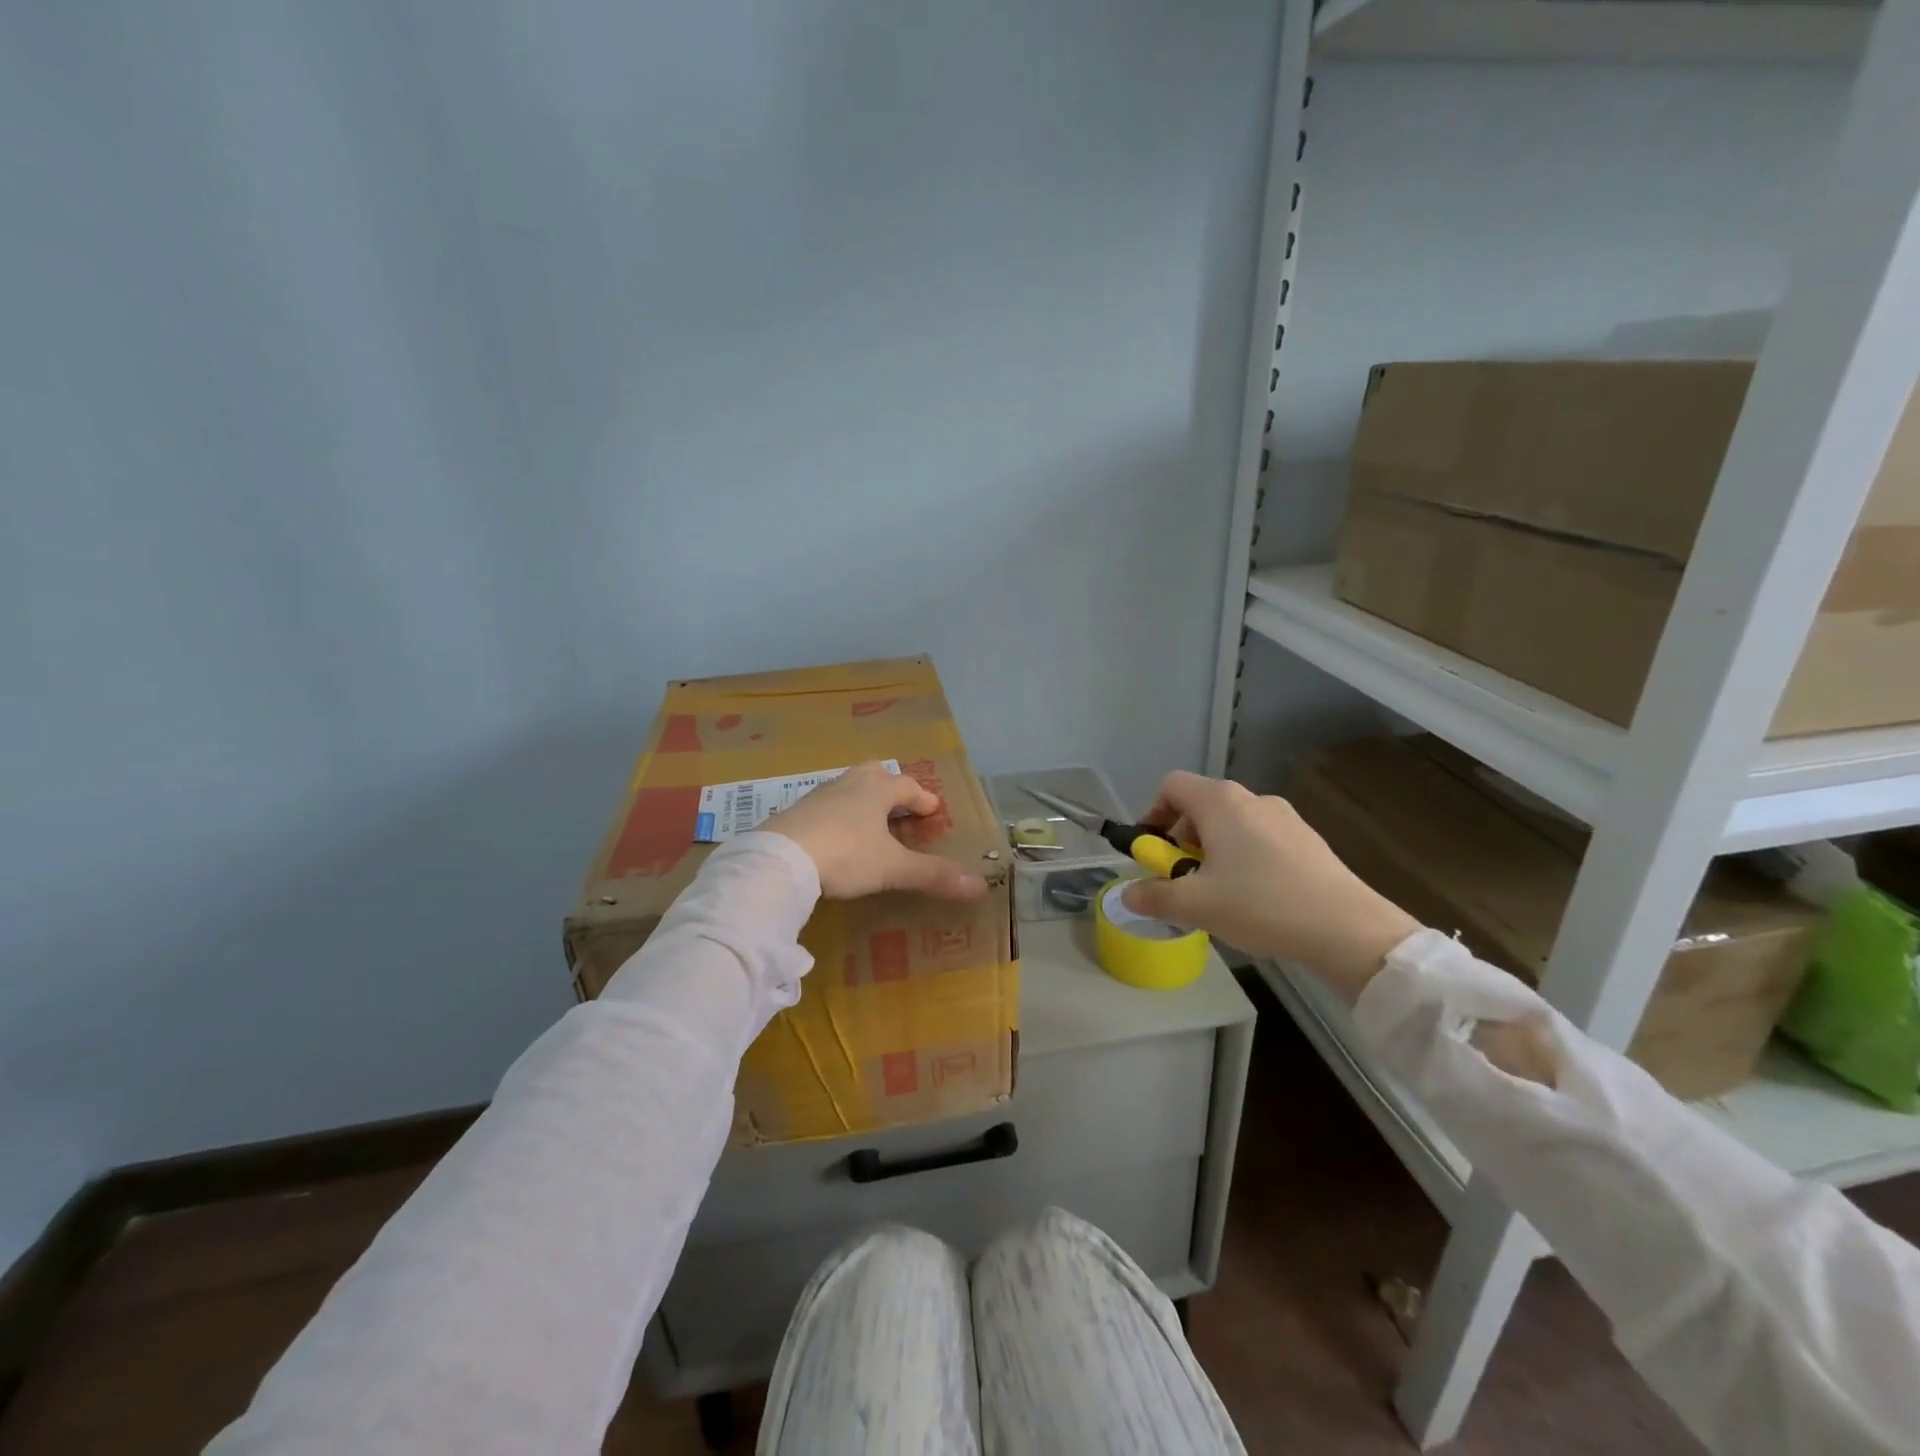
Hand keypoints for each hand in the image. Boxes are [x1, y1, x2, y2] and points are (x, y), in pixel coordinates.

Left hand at [765, 762, 987, 901]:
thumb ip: (933, 875)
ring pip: (846, 788)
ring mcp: (817, 796)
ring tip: (869, 823)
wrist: (779, 859)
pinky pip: (823, 807)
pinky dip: (836, 817)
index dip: (922, 798)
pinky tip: (834, 838)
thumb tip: (980, 886)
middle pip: (873, 774)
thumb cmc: (845, 855)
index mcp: (876, 790)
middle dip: (889, 786)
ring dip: (861, 801)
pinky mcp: (793, 814)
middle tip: (898, 805)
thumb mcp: (893, 868)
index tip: (932, 809)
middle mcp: (848, 784)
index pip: (907, 786)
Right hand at [1120, 770, 1418, 1002]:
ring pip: (1232, 825)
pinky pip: (1260, 840)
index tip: (1153, 851)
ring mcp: (1285, 818)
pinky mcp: (1308, 841)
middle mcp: (1253, 800)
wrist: (1347, 929)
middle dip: (1181, 840)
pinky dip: (1243, 859)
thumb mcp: (1197, 905)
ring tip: (1216, 894)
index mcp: (1221, 803)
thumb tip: (1127, 896)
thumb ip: (1155, 897)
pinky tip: (1254, 899)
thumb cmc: (1261, 905)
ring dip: (1212, 852)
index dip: (1152, 813)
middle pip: (1201, 806)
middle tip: (1181, 880)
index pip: (1172, 786)